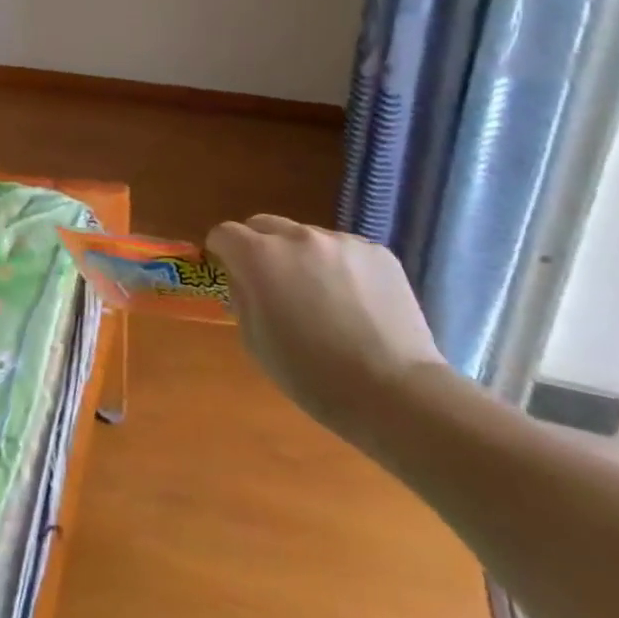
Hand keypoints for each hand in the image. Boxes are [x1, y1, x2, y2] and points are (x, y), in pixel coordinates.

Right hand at [207, 215, 446, 449]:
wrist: (396, 393)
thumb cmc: (313, 376)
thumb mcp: (256, 342)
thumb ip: (243, 298)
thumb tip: (245, 280)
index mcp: (261, 257)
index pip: (226, 233)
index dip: (222, 251)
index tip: (229, 271)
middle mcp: (298, 237)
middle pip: (264, 224)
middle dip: (259, 246)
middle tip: (272, 281)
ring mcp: (341, 241)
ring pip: (307, 237)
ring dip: (302, 257)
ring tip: (322, 297)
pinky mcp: (377, 252)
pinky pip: (345, 250)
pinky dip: (340, 267)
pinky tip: (355, 303)